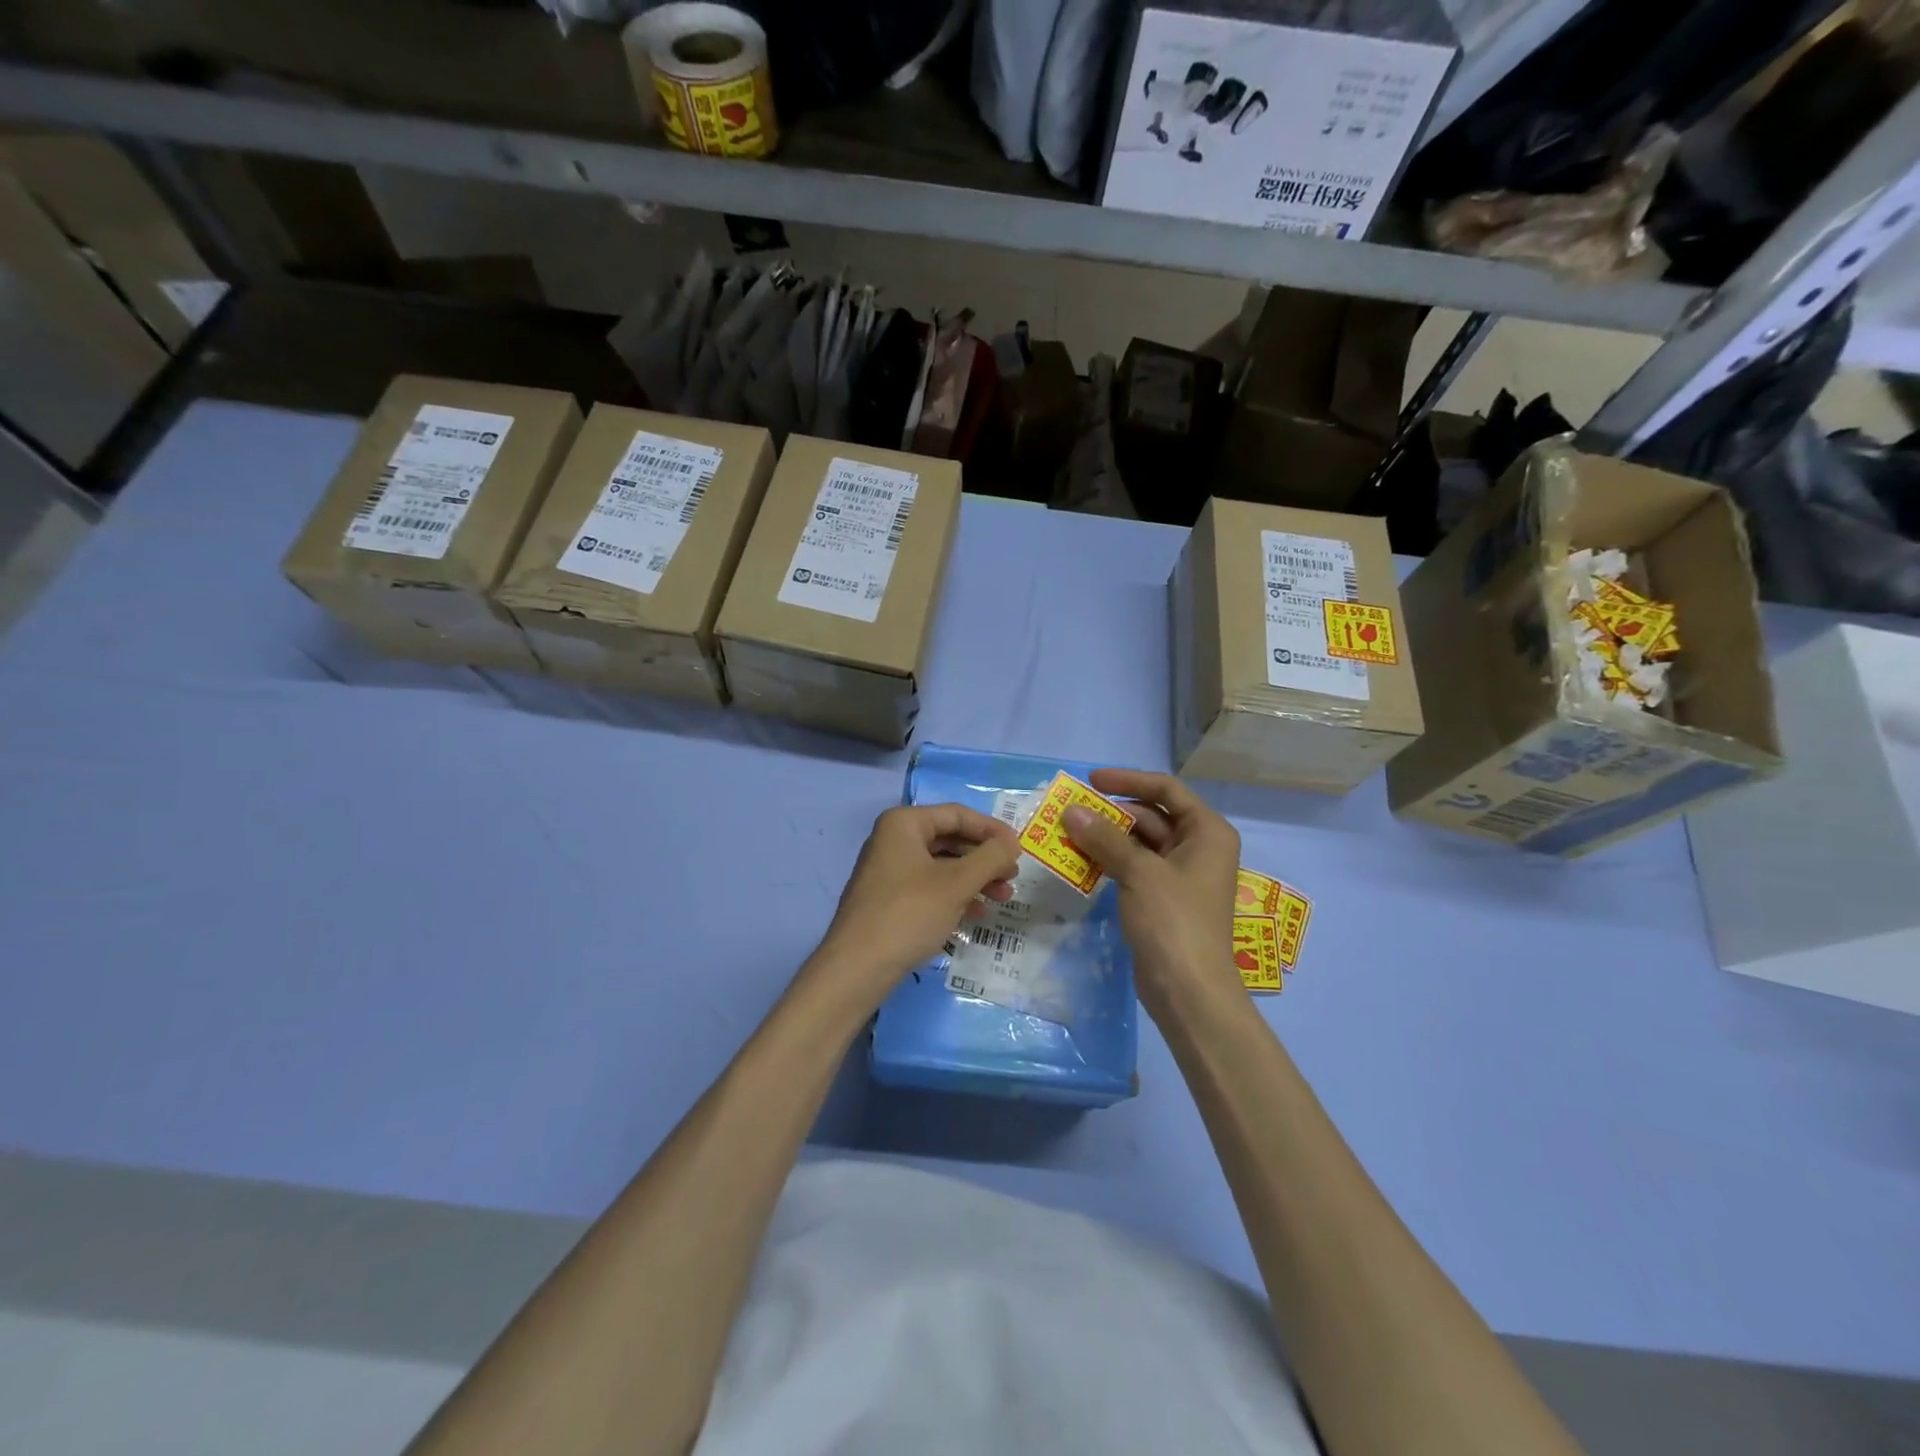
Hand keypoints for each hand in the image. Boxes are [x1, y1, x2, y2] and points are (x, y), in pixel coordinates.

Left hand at [812, 804, 1020, 997]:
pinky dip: (955, 896)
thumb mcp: (957, 883)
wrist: (857, 967)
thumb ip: (990, 858)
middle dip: (984, 858)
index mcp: (904, 824)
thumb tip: (1012, 843)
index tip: (1019, 849)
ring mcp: (889, 871)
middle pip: (950, 839)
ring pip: (942, 866)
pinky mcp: (889, 899)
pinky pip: (930, 887)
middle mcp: (893, 840)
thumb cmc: (909, 913)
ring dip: (975, 879)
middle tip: (1013, 876)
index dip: (991, 830)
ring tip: (1003, 897)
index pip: (957, 814)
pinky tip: (977, 914)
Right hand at [1062, 768, 1242, 1017]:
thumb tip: (1071, 812)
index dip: (1128, 780)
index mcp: (1207, 832)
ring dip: (1107, 838)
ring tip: (1068, 835)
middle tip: (1070, 813)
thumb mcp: (1139, 872)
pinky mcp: (1165, 899)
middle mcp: (1199, 847)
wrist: (1189, 991)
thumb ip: (1104, 838)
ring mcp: (1182, 875)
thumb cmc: (1174, 921)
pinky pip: (1135, 868)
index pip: (1166, 790)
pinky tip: (1081, 863)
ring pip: (1140, 843)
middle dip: (1111, 813)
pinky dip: (1111, 862)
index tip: (1091, 781)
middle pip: (1152, 815)